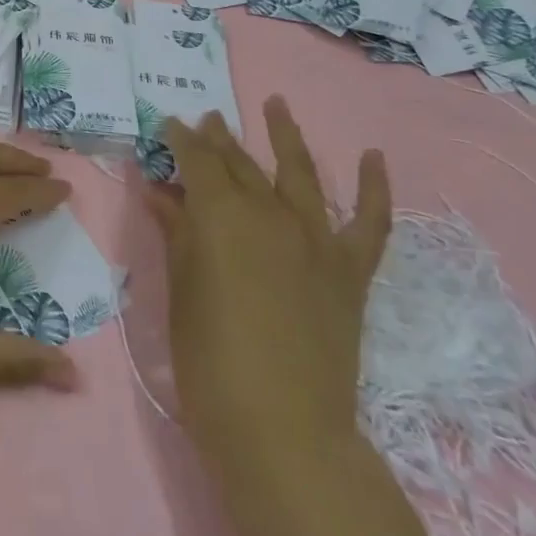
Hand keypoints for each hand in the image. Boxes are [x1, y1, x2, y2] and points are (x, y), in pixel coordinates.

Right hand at [147, 97, 389, 472]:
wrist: (283, 431)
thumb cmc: (210, 361)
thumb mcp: (180, 290)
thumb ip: (176, 234)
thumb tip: (160, 193)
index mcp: (220, 214)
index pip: (196, 160)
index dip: (180, 139)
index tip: (169, 125)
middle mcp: (269, 212)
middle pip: (240, 163)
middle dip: (219, 139)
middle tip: (206, 120)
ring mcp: (315, 239)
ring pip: (300, 172)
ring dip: (285, 134)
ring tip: (275, 104)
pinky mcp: (349, 270)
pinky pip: (370, 222)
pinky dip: (375, 188)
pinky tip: (373, 157)